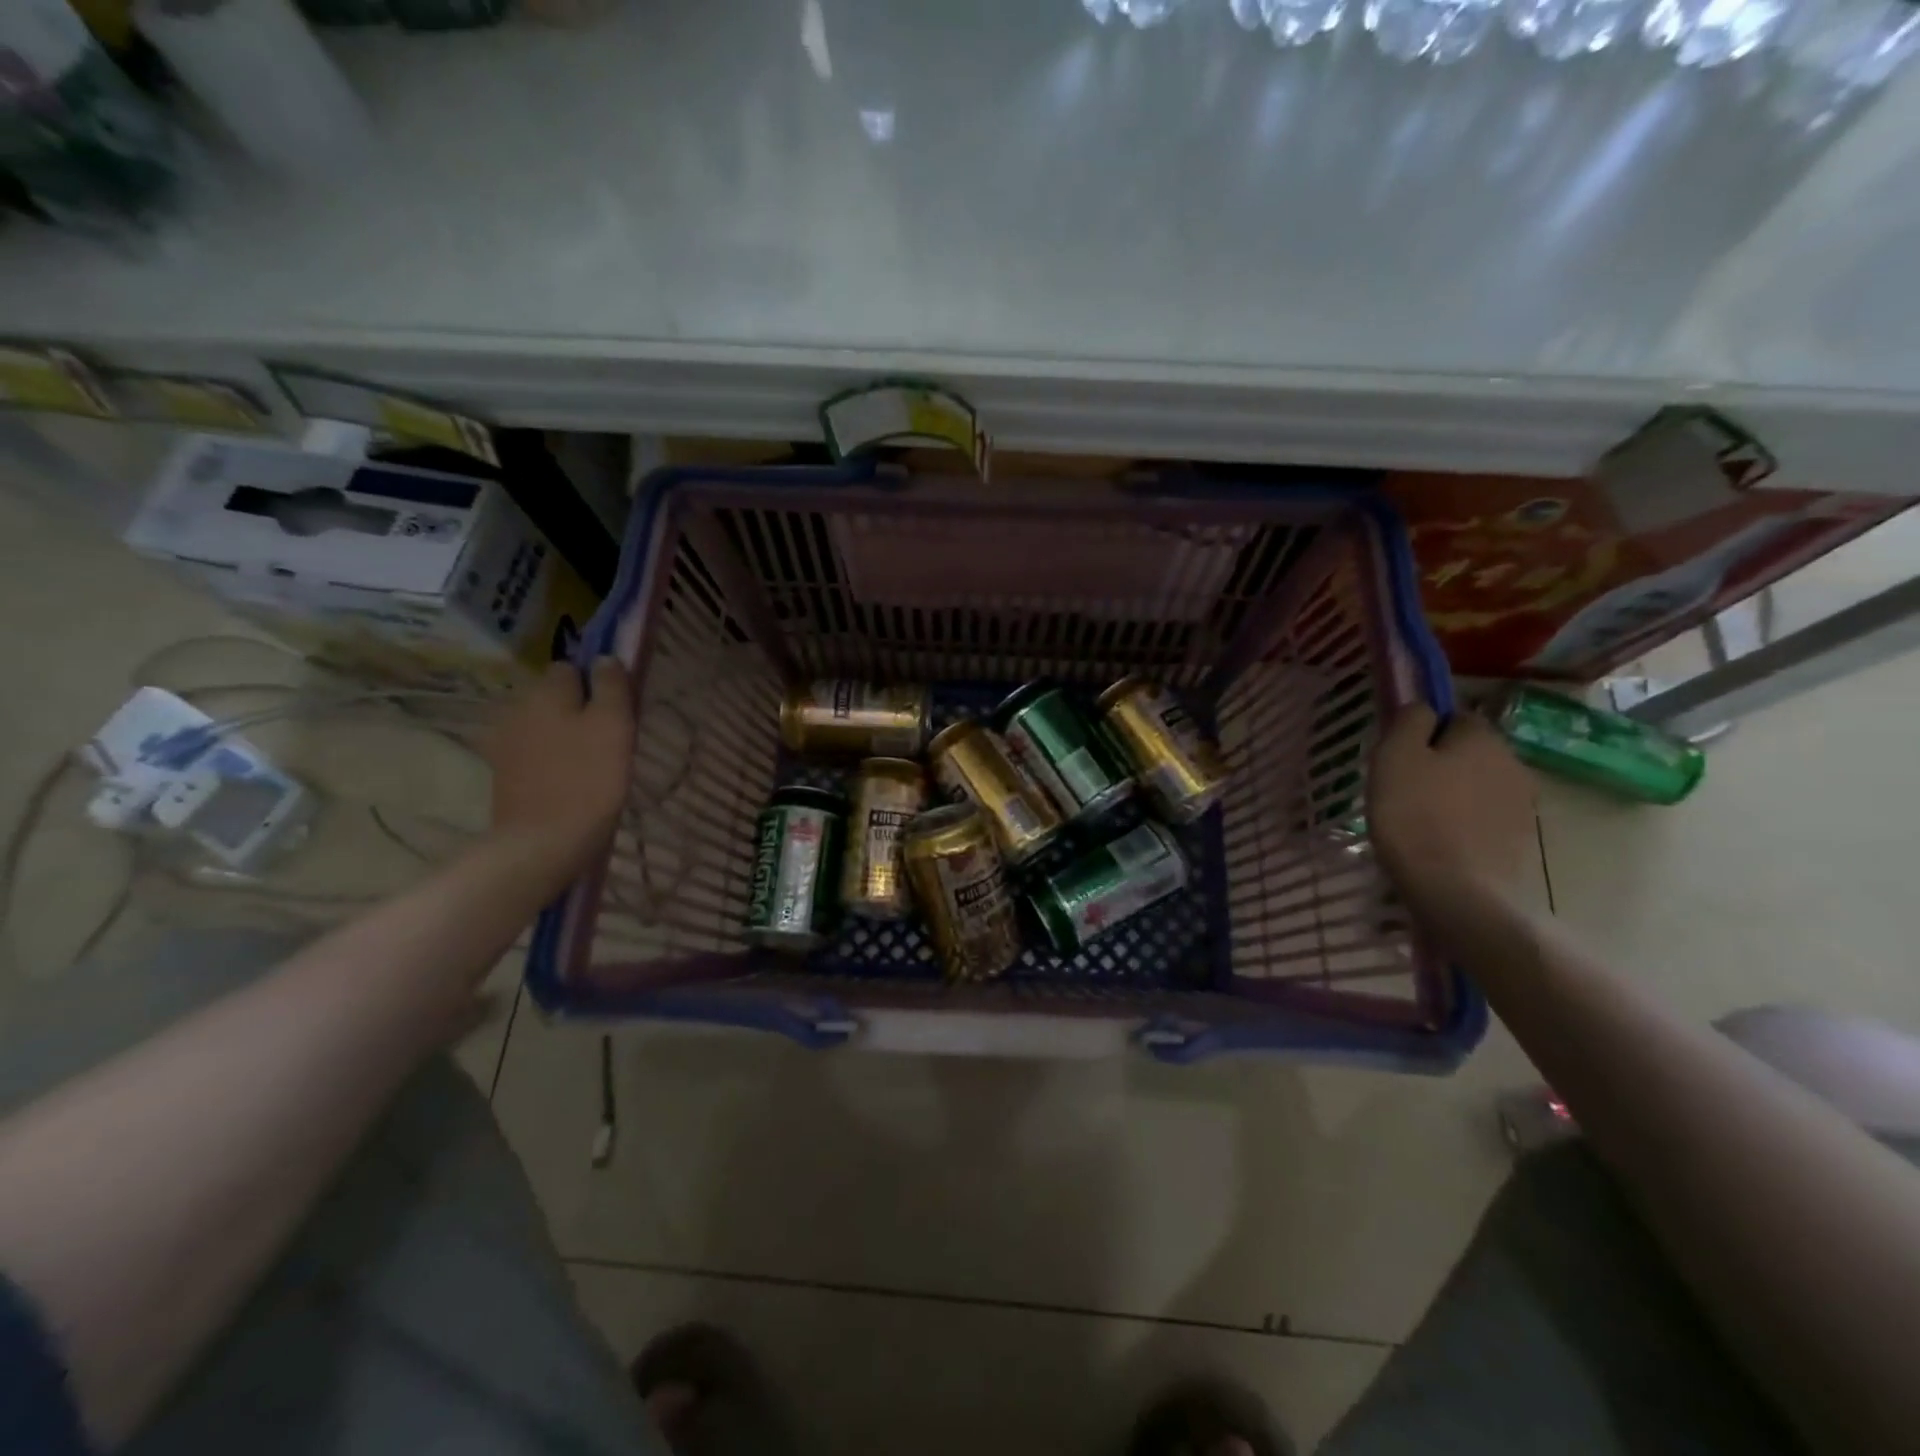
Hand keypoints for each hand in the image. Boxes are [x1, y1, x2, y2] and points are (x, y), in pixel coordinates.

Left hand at [485, 658, 635, 883]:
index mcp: (545, 692)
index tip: (617, 707)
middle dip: (578, 708)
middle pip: (554, 697)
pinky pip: (534, 753)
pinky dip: (551, 760)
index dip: (596, 683)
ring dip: (563, 735)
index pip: (571, 668)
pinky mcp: (504, 775)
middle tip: (609, 737)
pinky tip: (569, 780)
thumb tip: (604, 658)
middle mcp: (517, 709)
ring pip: (543, 725)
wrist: (544, 842)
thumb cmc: (589, 778)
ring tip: (591, 761)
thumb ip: (611, 685)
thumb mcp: (614, 724)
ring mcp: (505, 744)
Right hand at [1368, 705, 1537, 905]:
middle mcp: (1512, 763)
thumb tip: (1423, 708)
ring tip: (1419, 821)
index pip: (1455, 716)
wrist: (1457, 891)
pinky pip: (1484, 821)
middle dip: (1441, 765)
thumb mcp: (1394, 756)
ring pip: (1478, 787)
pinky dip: (1464, 826)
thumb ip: (1409, 721)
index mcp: (1482, 737)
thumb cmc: (1415, 815)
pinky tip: (1439, 845)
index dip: (1424, 733)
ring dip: (1453, 796)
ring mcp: (1522, 806)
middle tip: (1403, 790)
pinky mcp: (1520, 842)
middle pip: (1469, 753)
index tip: (1398, 757)